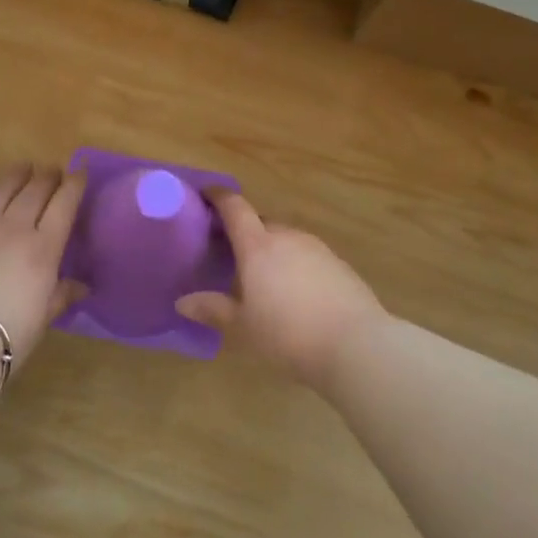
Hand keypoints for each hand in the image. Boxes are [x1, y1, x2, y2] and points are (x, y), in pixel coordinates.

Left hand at [0, 165, 87, 385]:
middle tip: (53, 170)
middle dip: (47, 177)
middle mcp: (12, 227)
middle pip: (34, 191)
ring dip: (14, 175)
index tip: (79, 172)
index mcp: (42, 248)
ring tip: (23, 167)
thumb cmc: (4, 338)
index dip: (74, 185)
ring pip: (0, 188)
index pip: (64, 205)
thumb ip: (61, 296)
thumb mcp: (42, 319)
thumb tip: (82, 286)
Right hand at [176, 190, 386, 388]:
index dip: (218, 196)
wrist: (356, 345)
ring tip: (265, 276)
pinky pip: (307, 255)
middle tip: (232, 252)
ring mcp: (317, 248)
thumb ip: (213, 309)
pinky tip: (297, 292)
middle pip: (261, 222)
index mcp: (258, 246)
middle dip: (246, 232)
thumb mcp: (243, 327)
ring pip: (286, 239)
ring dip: (272, 249)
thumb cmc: (288, 334)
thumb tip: (182, 302)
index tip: (205, 193)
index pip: (235, 207)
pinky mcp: (339, 264)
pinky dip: (296, 264)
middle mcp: (286, 237)